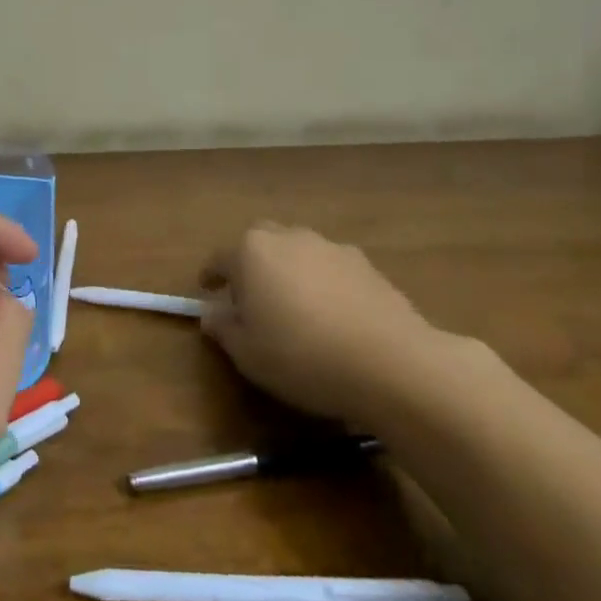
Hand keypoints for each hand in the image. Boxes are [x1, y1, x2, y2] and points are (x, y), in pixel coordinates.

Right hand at [200, 223, 444, 420]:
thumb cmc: (301, 355)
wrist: (391, 363)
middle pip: (260, 244)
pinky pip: (331, 269)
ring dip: (290, 272)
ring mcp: (331, 247)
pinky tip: (333, 316)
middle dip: (252, 265)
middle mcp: (289, 237)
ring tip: (295, 308)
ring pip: (298, 252)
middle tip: (252, 299)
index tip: (208, 293)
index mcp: (251, 251)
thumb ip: (223, 329)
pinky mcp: (367, 265)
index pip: (219, 258)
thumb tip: (212, 314)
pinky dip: (324, 284)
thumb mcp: (247, 353)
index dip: (211, 277)